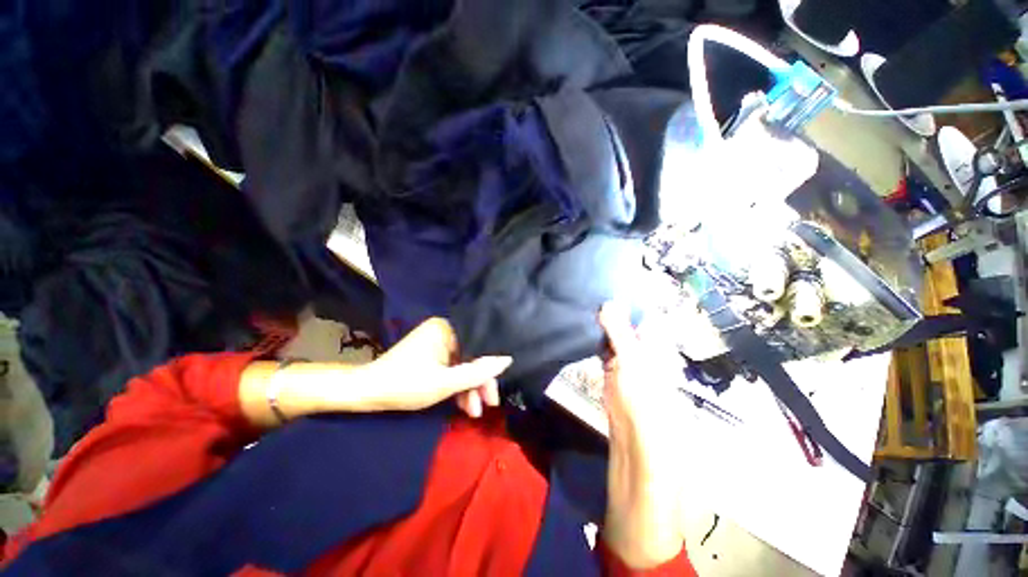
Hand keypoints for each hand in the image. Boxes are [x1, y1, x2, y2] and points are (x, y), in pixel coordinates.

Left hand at [240, 318, 509, 426]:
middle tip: (486, 406)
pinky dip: (456, 384)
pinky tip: (461, 403)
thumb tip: (507, 360)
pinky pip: (451, 366)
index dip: (489, 371)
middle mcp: (443, 330)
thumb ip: (477, 373)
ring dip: (467, 387)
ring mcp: (436, 342)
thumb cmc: (405, 385)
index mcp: (446, 329)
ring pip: (462, 364)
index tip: (494, 394)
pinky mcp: (431, 353)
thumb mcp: (445, 383)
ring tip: (472, 412)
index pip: (478, 348)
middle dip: (477, 383)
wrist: (366, 392)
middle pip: (471, 356)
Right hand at [599, 303, 686, 568]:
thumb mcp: (632, 363)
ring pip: (612, 333)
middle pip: (627, 321)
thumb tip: (608, 302)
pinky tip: (581, 327)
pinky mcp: (611, 372)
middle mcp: (644, 349)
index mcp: (656, 345)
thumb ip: (620, 333)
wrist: (635, 446)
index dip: (628, 296)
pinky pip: (603, 347)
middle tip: (587, 289)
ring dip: (600, 321)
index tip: (606, 281)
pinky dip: (594, 337)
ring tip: (581, 303)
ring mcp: (627, 360)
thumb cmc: (645, 404)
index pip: (643, 312)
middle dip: (610, 306)